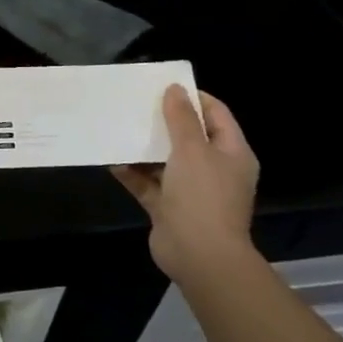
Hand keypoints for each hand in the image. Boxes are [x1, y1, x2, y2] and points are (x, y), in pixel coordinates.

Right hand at [112, 85, 258, 286]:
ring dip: (144, 146)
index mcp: (232, 153)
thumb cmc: (203, 196)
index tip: (164, 85)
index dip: (193, 97)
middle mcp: (213, 169)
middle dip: (163, 120)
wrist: (199, 256)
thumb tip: (175, 89)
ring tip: (118, 125)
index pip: (216, 114)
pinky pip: (148, 183)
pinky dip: (132, 172)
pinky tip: (111, 159)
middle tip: (136, 103)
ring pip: (165, 160)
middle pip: (188, 136)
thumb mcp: (192, 150)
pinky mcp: (168, 207)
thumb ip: (181, 118)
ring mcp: (190, 190)